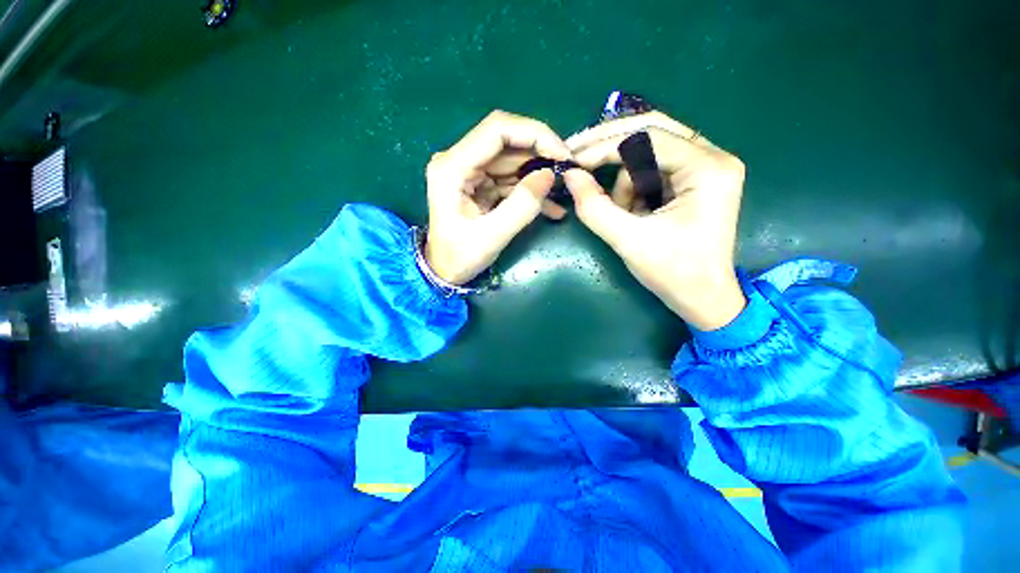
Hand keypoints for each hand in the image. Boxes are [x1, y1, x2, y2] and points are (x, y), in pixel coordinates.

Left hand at [425, 110, 570, 284]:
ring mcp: (470, 172)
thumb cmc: (459, 257)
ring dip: (539, 175)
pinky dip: (531, 191)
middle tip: (567, 173)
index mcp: (452, 167)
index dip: (534, 134)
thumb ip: (521, 206)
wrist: (444, 271)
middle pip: (507, 143)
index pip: (497, 130)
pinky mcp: (480, 185)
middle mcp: (459, 161)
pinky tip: (551, 208)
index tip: (561, 154)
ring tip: (562, 193)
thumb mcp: (492, 236)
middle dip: (541, 155)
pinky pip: (510, 180)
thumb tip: (549, 175)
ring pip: (512, 161)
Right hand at [563, 112, 746, 330]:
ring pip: (648, 153)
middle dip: (609, 146)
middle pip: (651, 130)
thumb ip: (595, 207)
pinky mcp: (694, 180)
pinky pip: (652, 169)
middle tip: (577, 157)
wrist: (702, 298)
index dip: (604, 147)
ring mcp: (705, 167)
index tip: (572, 160)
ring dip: (625, 181)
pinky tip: (634, 214)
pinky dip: (633, 188)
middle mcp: (712, 157)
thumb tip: (570, 175)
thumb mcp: (628, 241)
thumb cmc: (673, 272)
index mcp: (707, 168)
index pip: (647, 138)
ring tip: (624, 216)